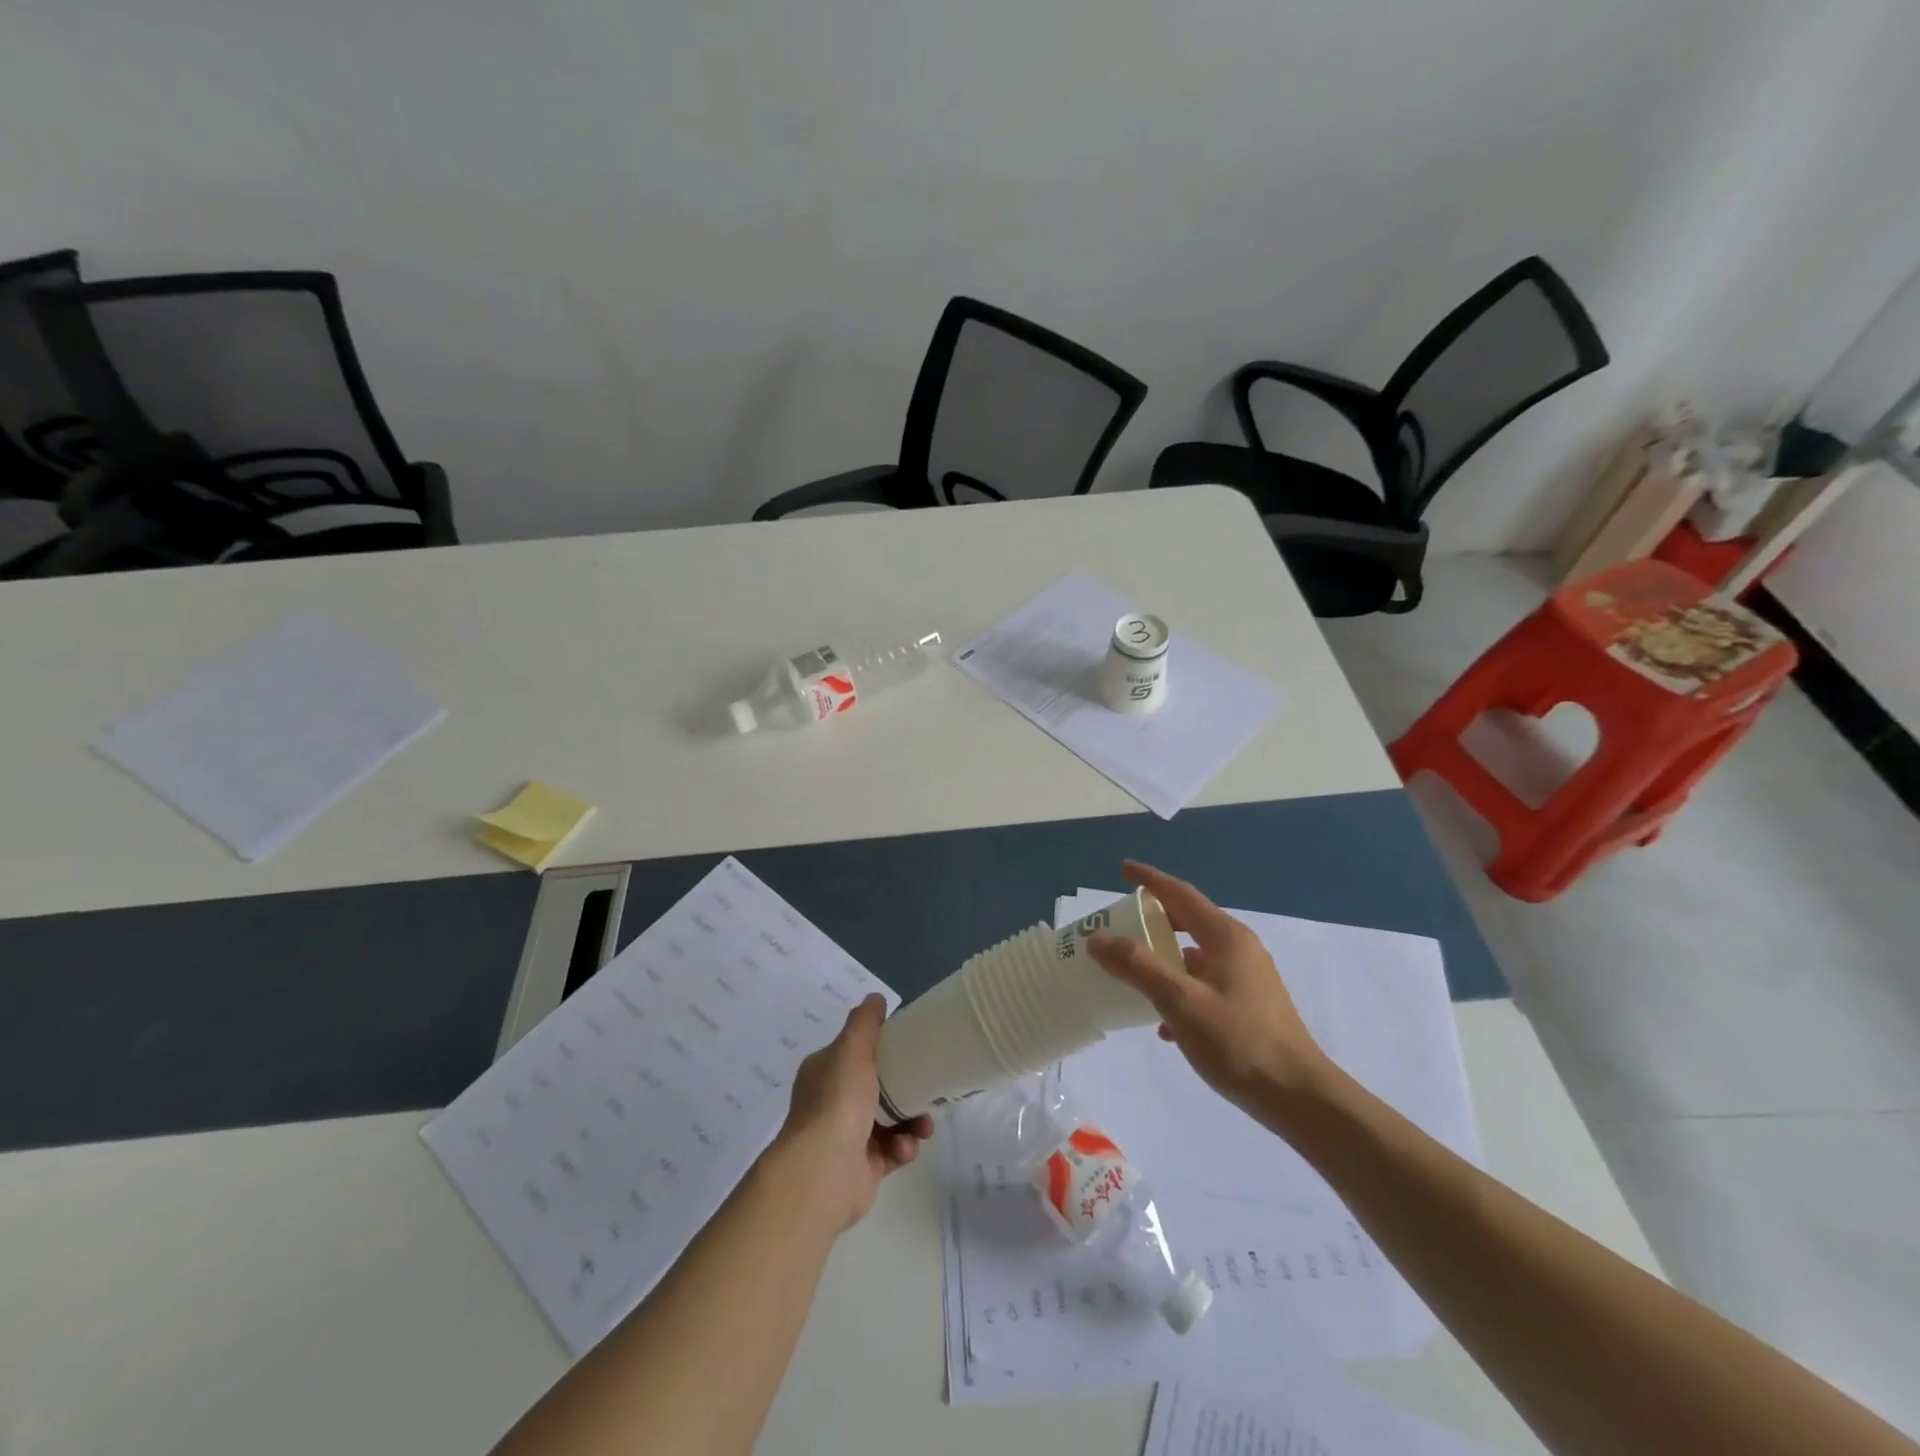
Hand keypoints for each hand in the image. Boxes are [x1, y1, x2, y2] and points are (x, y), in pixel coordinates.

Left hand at [773, 995, 933, 1231]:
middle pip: (877, 1089)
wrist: (825, 1170)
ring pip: (890, 1122)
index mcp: (824, 1072)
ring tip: (923, 1127)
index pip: (855, 1054)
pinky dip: (903, 1148)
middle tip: (927, 1090)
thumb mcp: (852, 1048)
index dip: (881, 1050)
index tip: (909, 1049)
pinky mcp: (863, 1168)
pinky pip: (892, 1152)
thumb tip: (875, 998)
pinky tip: (905, 1148)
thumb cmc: (838, 1100)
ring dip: (912, 1122)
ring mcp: (846, 1138)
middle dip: (906, 1089)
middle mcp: (832, 1103)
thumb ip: (865, 1022)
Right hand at [1088, 861, 1332, 1123]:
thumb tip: (1098, 939)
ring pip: (1196, 956)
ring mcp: (1248, 977)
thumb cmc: (1238, 1041)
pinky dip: (1180, 990)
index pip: (1180, 894)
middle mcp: (1239, 948)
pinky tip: (1164, 1024)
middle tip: (1121, 924)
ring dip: (1164, 959)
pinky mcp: (1250, 1005)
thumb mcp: (1180, 1003)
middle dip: (1153, 920)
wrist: (1298, 1097)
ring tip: (1132, 974)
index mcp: (1226, 937)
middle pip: (1188, 921)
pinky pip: (1205, 984)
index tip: (1123, 869)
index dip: (1150, 880)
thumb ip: (1138, 967)